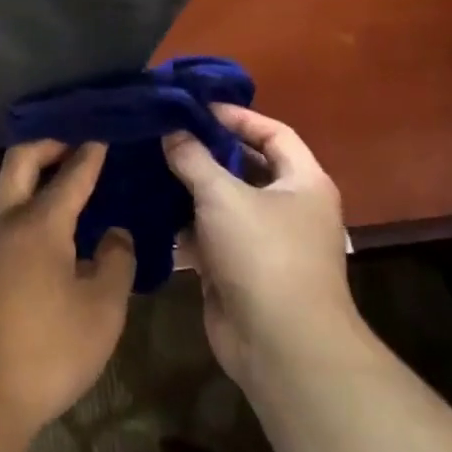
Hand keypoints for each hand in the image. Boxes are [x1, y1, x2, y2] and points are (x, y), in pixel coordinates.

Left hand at [0, 141, 135, 448]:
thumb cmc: (49, 350)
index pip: (69, 175)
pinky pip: (0, 228)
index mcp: (39, 224)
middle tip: (74, 145)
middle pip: (19, 163)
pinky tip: (43, 246)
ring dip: (33, 183)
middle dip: (47, 145)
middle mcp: (3, 223)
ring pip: (5, 195)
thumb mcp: (102, 310)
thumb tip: (114, 233)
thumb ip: (114, 263)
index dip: (88, 154)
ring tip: (66, 196)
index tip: (101, 135)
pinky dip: (23, 217)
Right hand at [163, 107, 356, 381]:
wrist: (281, 344)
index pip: (274, 133)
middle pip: (246, 167)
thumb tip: (171, 130)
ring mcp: (264, 241)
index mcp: (303, 183)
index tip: (196, 107)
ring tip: (149, 166)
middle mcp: (289, 208)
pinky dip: (184, 225)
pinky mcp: (239, 270)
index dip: (238, 116)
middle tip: (165, 134)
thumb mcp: (223, 196)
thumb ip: (194, 158)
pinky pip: (209, 236)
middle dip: (207, 151)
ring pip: (224, 203)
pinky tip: (150, 211)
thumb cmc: (263, 254)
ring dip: (190, 189)